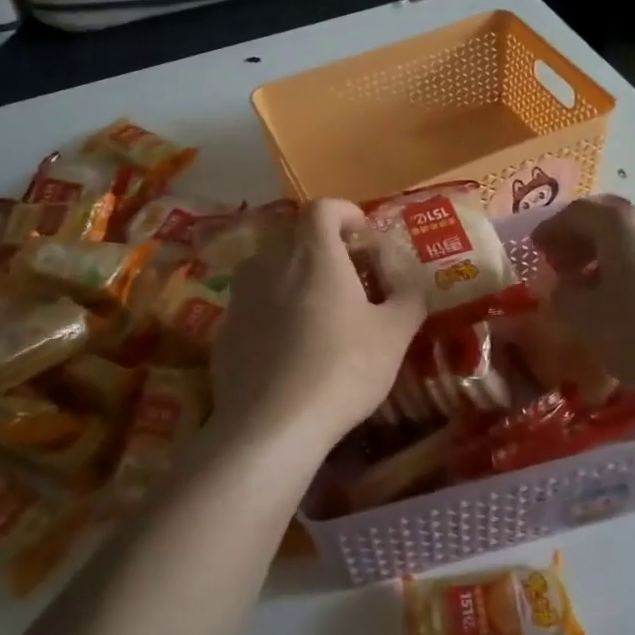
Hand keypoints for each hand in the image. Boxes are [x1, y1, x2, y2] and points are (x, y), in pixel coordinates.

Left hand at [210, 199, 425, 454]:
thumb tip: (409, 280)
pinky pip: (252, 304)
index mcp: (314, 255)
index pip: (323, 208)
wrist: (271, 426)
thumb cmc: (342, 370)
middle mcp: (271, 263)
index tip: (362, 234)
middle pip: (294, 236)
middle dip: (322, 247)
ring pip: (268, 268)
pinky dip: (271, 309)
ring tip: (315, 309)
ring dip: (292, 276)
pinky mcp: (224, 330)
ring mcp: (241, 296)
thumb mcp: (394, 334)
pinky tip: (288, 346)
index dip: (345, 213)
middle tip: (347, 276)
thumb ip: (408, 296)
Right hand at [531, 196, 634, 402]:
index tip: (536, 249)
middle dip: (582, 241)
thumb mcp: (587, 320)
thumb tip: (569, 286)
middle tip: (564, 267)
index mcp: (621, 225)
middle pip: (611, 221)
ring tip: (600, 291)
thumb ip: (566, 297)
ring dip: (612, 258)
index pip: (576, 213)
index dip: (551, 229)